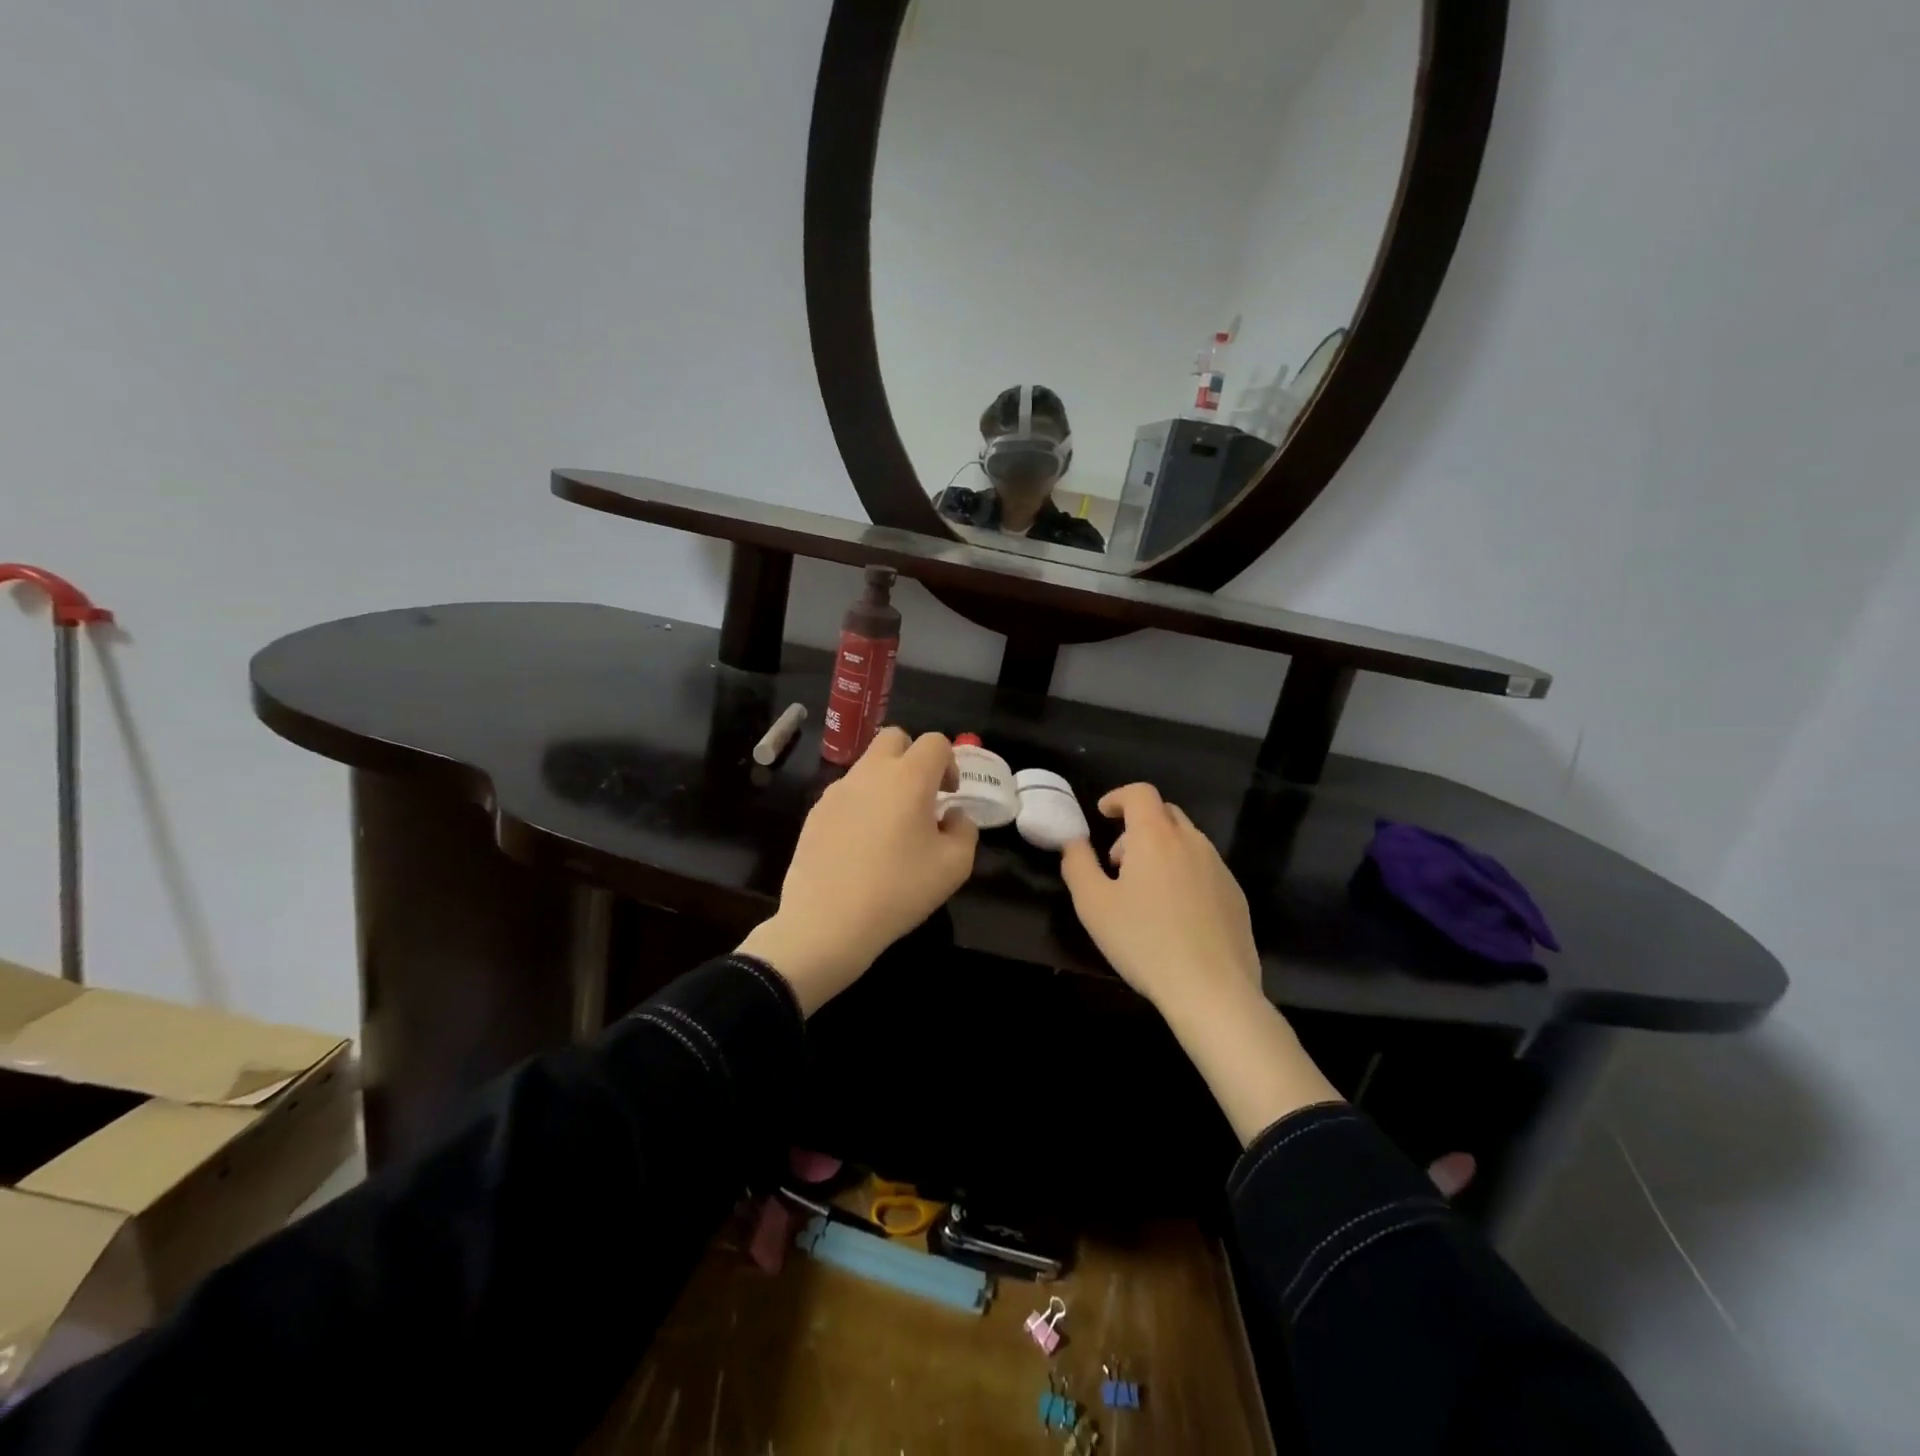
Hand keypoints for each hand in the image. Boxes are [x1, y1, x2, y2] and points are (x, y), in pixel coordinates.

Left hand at [737, 728, 977, 1014]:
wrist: (827, 922)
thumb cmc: (898, 890)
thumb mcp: (954, 866)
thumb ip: (964, 830)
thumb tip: (952, 816)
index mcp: (908, 778)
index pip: (935, 742)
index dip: (949, 762)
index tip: (949, 795)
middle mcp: (870, 773)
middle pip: (894, 738)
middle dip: (913, 757)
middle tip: (922, 796)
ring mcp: (837, 790)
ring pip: (867, 765)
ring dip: (886, 781)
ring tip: (892, 827)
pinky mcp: (815, 812)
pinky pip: (846, 793)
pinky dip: (861, 804)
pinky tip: (862, 845)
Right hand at [1061, 783, 1340, 1142]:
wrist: (1212, 990)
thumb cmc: (1144, 942)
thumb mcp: (1093, 904)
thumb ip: (1077, 863)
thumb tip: (1073, 841)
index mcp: (1156, 836)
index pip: (1140, 793)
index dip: (1118, 797)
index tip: (1102, 815)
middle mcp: (1192, 841)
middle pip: (1165, 813)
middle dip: (1137, 826)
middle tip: (1118, 862)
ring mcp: (1219, 867)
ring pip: (1186, 840)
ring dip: (1161, 850)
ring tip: (1144, 892)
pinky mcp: (1236, 895)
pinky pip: (1204, 867)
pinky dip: (1184, 872)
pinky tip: (1174, 915)